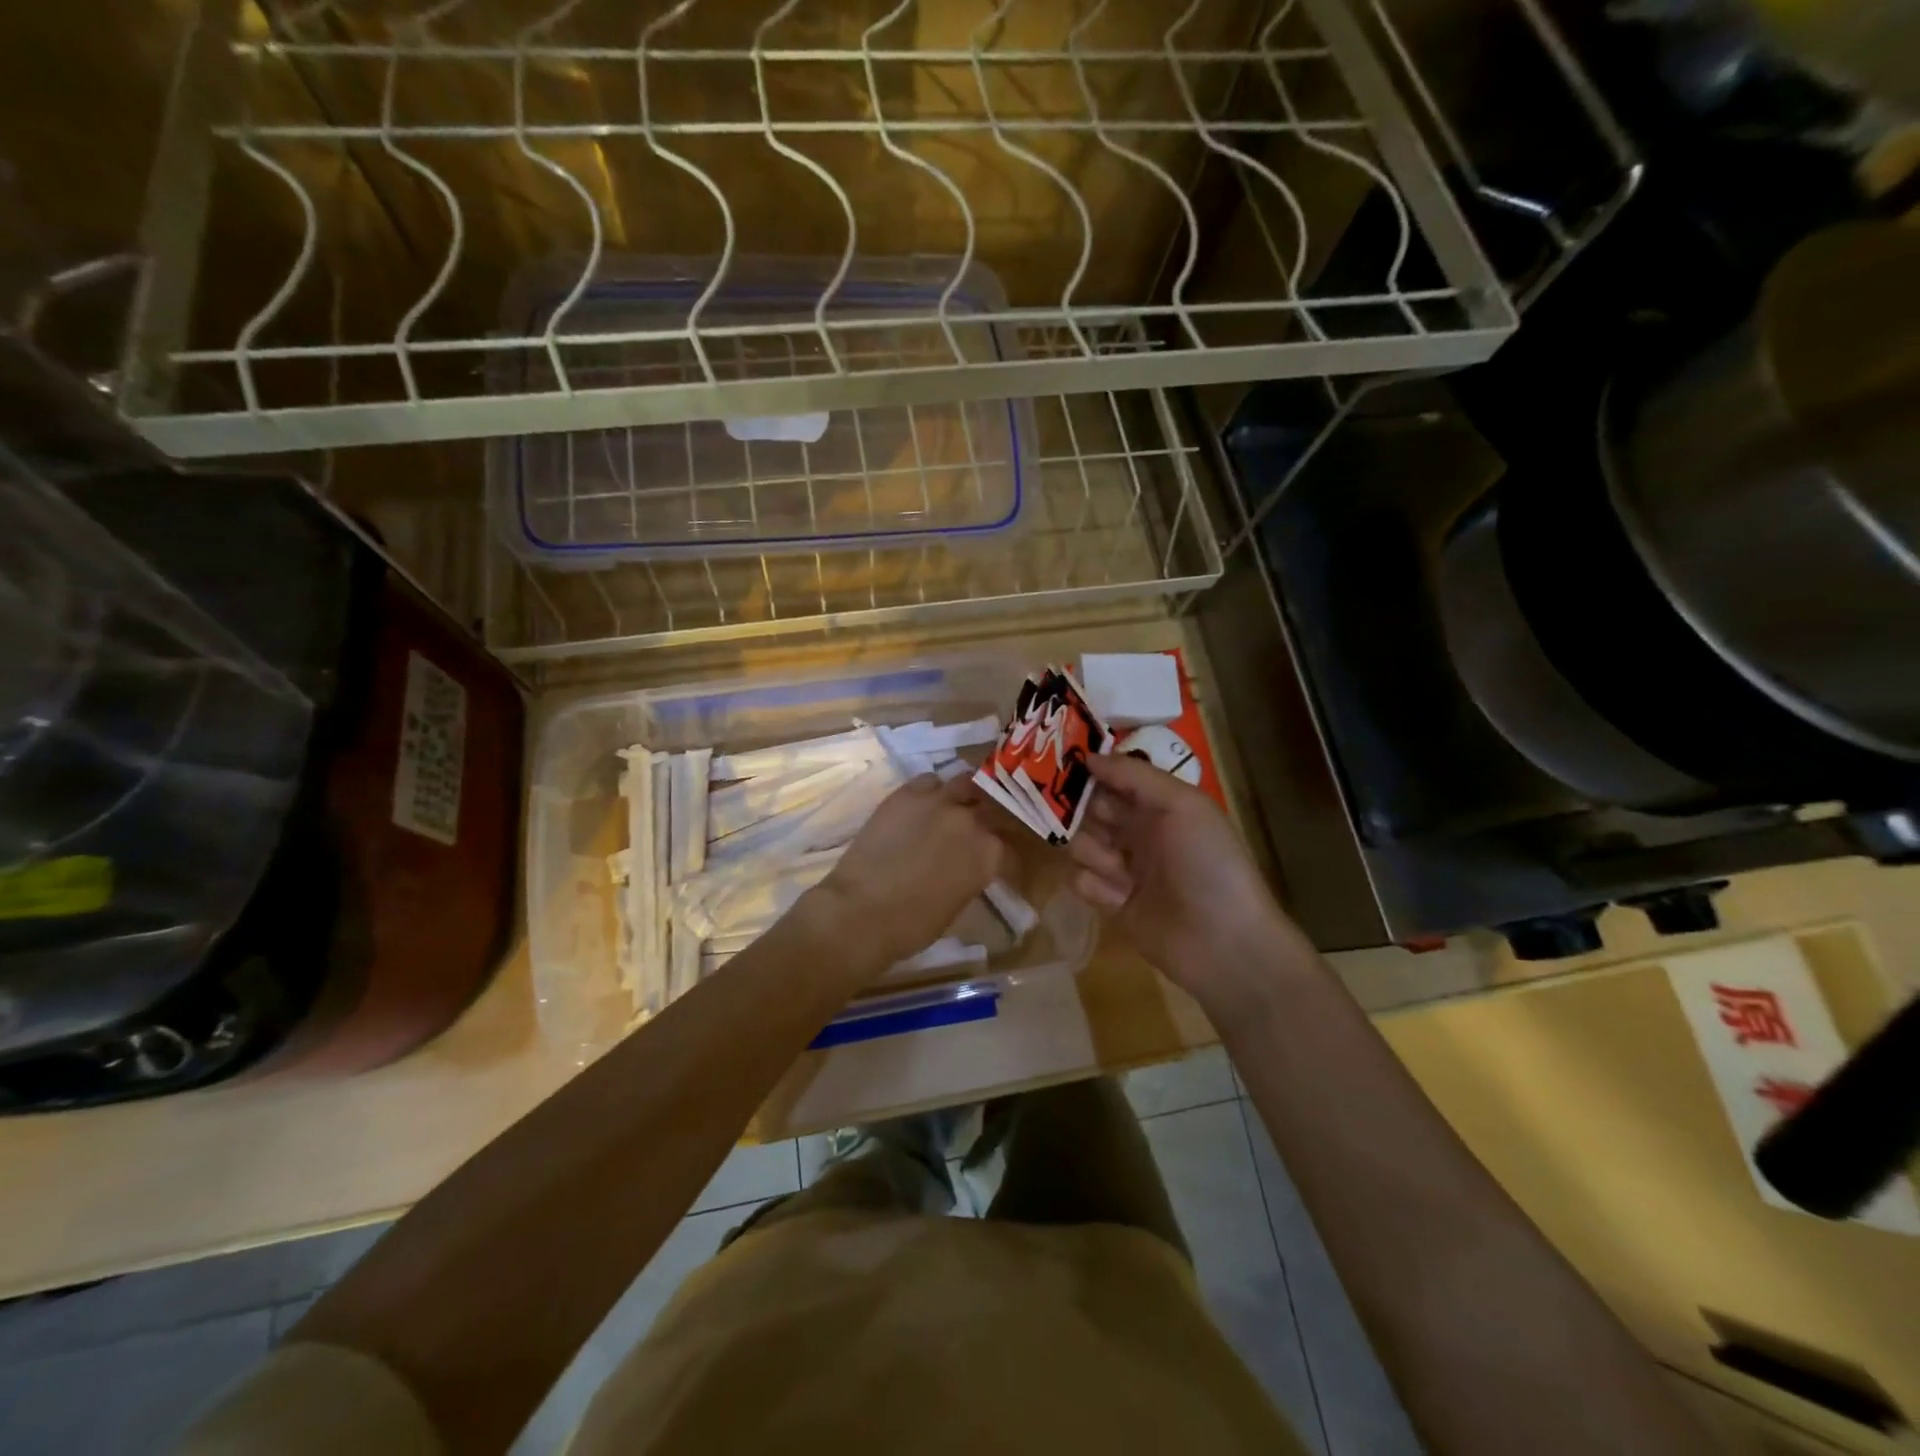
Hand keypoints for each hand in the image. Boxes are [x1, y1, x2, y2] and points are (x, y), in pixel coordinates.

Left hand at [806, 774, 1011, 973]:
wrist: (862, 911)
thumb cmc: (913, 925)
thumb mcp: (958, 904)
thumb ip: (972, 876)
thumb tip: (969, 868)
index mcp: (989, 854)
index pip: (1010, 849)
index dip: (1005, 858)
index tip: (999, 864)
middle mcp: (971, 821)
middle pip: (993, 808)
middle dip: (991, 818)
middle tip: (982, 828)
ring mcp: (939, 802)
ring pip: (966, 782)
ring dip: (966, 794)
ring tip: (957, 804)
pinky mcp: (907, 793)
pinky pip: (929, 781)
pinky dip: (933, 790)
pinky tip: (926, 803)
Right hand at [1069, 753, 1310, 1009]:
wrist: (1224, 943)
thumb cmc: (1208, 864)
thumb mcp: (1182, 805)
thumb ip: (1135, 776)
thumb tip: (1088, 757)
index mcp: (1159, 806)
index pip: (1114, 778)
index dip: (1090, 772)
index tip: (1062, 766)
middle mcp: (1139, 832)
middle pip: (1091, 810)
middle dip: (1079, 811)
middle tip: (1071, 816)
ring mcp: (1124, 869)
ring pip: (1081, 844)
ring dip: (1091, 851)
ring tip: (1118, 870)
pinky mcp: (1112, 904)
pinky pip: (1081, 881)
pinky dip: (1092, 884)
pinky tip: (1116, 896)